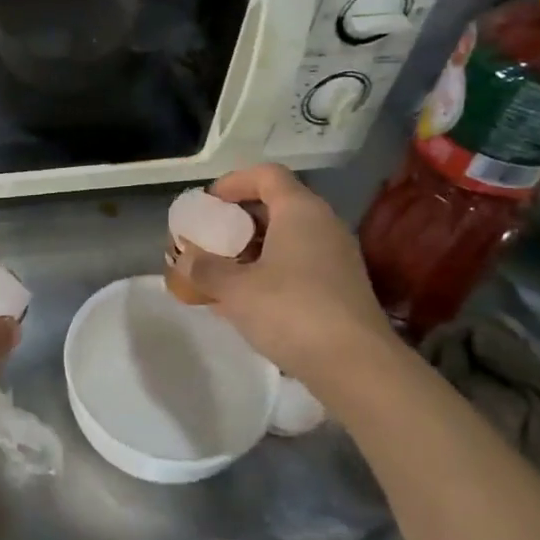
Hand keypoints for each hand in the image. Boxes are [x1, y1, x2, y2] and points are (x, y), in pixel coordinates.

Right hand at [172, 164, 400, 389]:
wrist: (355, 365)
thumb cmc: (290, 311)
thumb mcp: (235, 289)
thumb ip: (205, 269)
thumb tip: (184, 259)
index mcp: (300, 211)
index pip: (267, 175)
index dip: (234, 182)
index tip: (208, 203)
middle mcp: (323, 224)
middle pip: (277, 205)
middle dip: (239, 219)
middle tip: (210, 238)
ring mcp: (337, 256)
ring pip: (288, 237)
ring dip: (254, 249)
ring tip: (223, 271)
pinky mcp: (341, 286)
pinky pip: (299, 263)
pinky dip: (271, 270)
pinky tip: (248, 299)